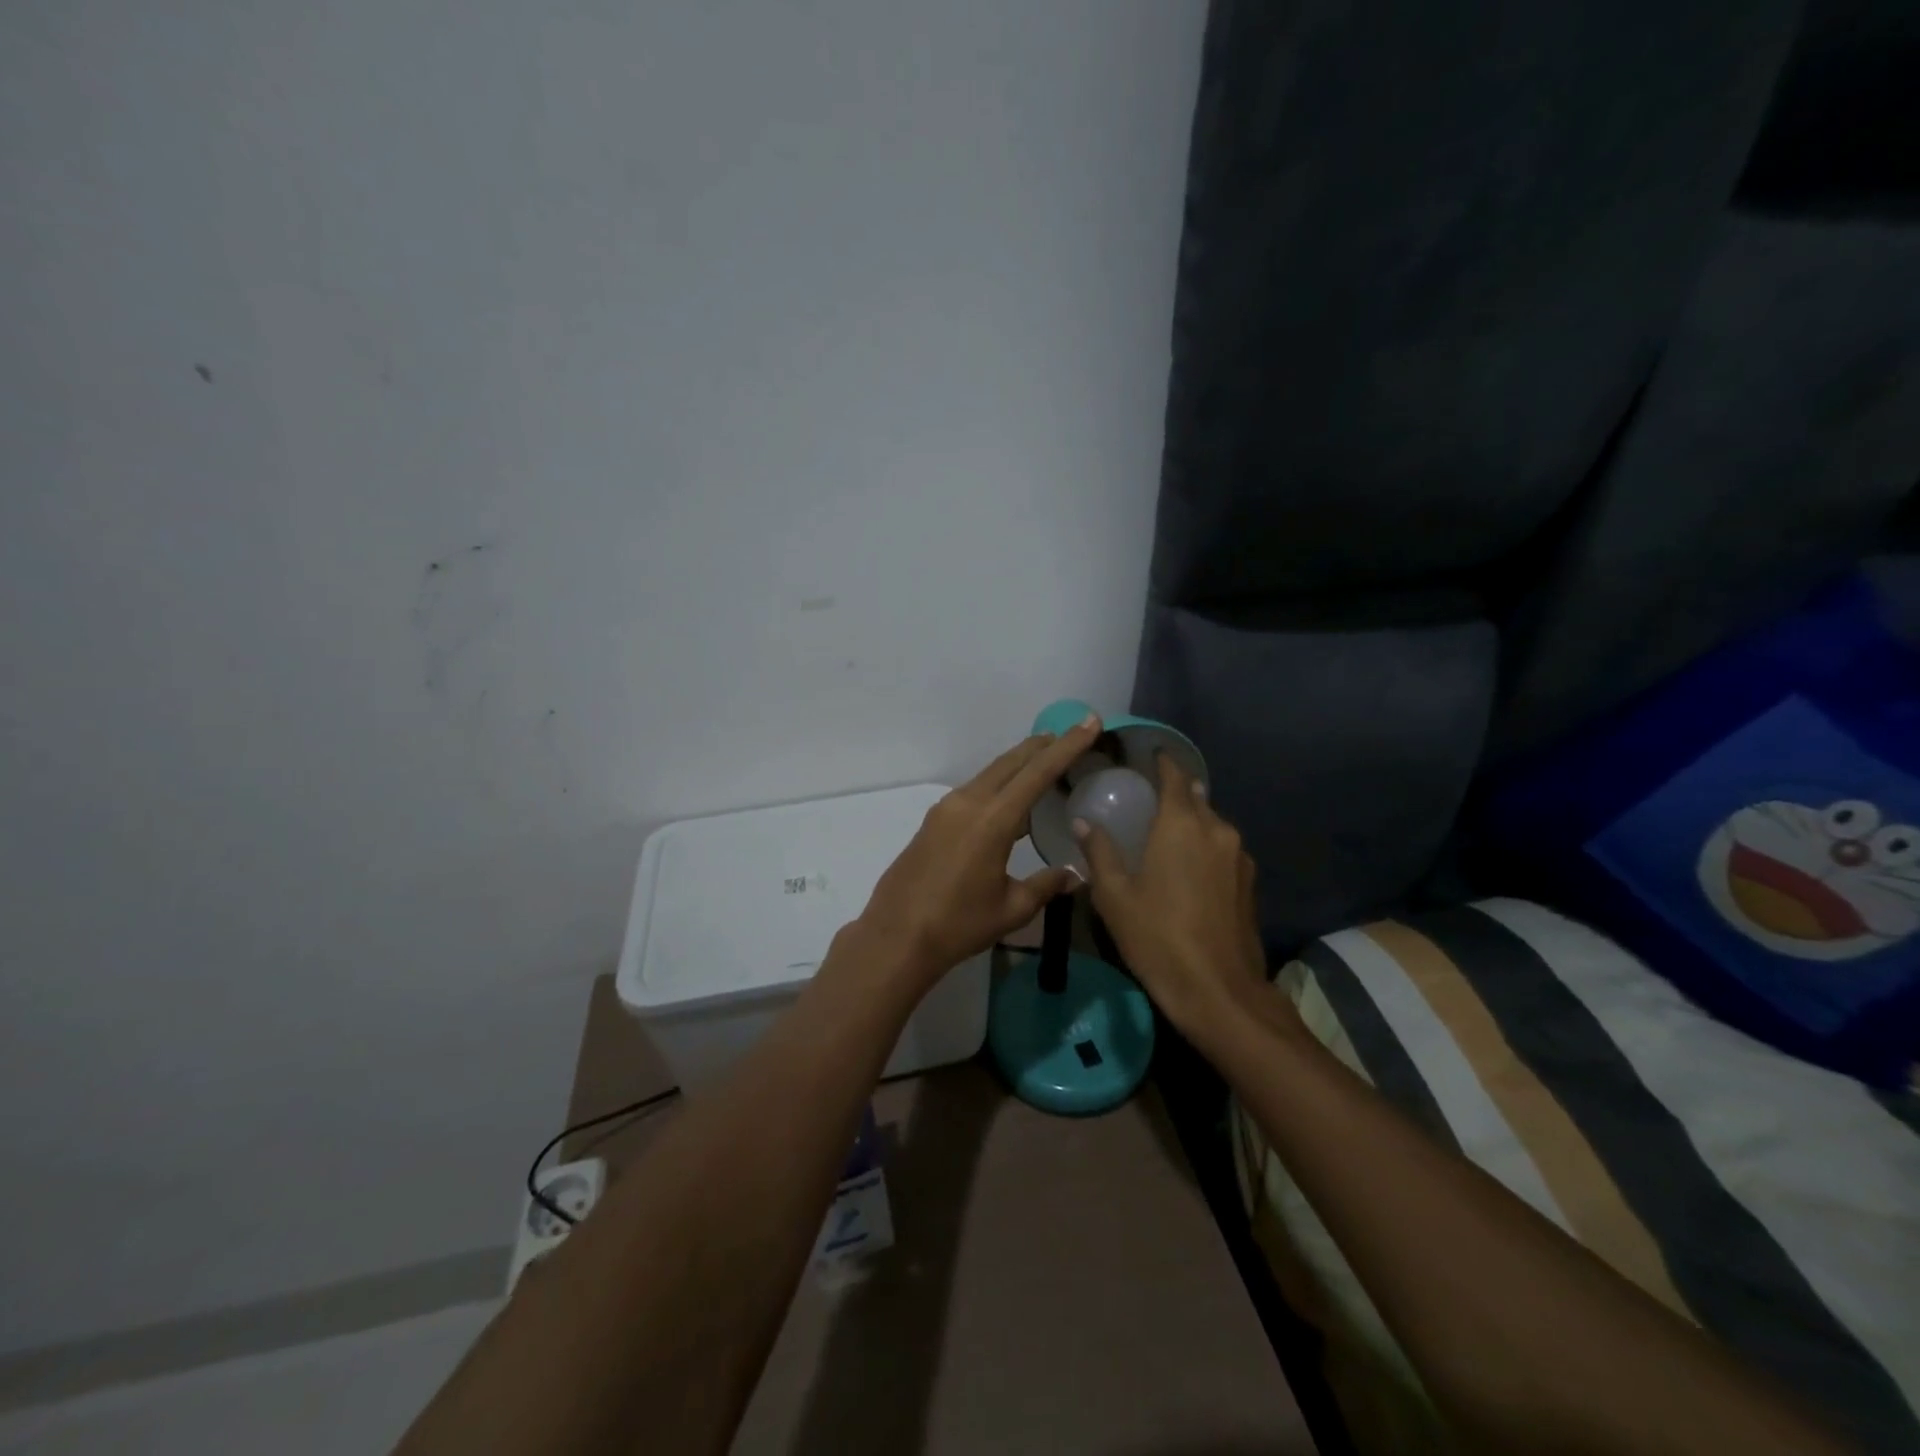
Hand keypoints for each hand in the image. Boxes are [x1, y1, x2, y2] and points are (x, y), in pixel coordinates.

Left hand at [857, 714, 1103, 988]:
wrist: (895, 936)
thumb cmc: (958, 925)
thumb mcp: (1011, 909)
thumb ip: (1046, 885)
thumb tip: (1075, 876)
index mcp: (992, 820)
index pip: (1038, 773)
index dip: (1067, 746)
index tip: (1089, 722)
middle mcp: (968, 803)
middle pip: (1011, 762)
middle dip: (1043, 746)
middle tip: (1071, 734)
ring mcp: (946, 809)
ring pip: (991, 773)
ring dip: (1019, 763)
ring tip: (1045, 760)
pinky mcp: (934, 821)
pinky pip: (975, 790)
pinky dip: (1000, 783)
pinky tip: (1010, 799)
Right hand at [1076, 753, 1268, 1035]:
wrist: (1219, 991)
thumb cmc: (1158, 937)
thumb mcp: (1115, 896)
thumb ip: (1099, 852)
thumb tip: (1083, 822)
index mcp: (1181, 825)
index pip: (1174, 777)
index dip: (1162, 763)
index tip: (1148, 756)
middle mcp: (1216, 830)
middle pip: (1196, 798)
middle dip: (1174, 792)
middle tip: (1146, 799)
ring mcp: (1238, 856)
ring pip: (1212, 824)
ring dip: (1191, 822)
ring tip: (1165, 834)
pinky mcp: (1249, 882)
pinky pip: (1223, 849)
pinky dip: (1204, 846)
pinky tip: (1187, 867)